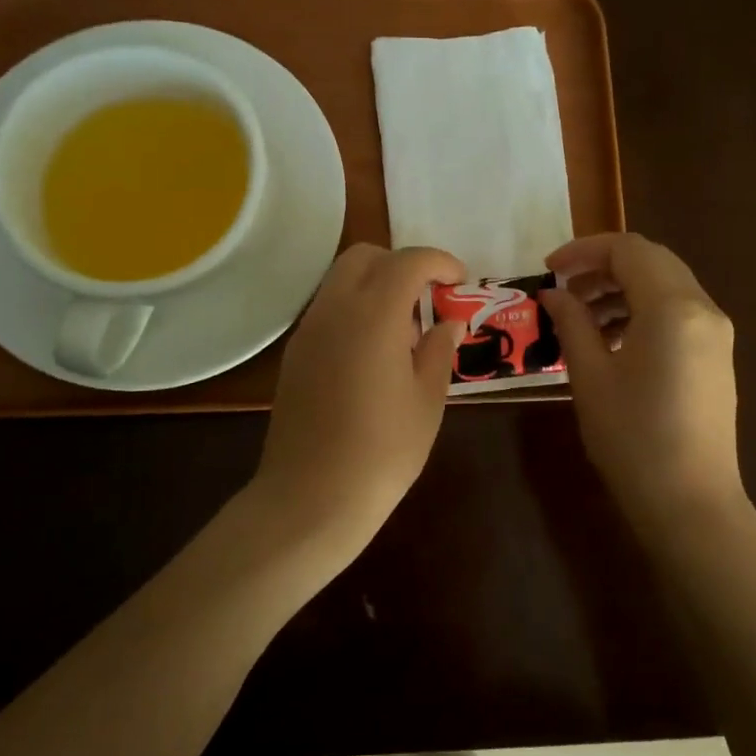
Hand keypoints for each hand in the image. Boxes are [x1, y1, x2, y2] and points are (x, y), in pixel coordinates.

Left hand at [256, 243, 465, 545]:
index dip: (439, 262)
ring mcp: (308, 331)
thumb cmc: (383, 451)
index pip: (407, 262)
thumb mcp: (427, 401)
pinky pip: (328, 310)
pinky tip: (375, 353)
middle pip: (364, 257)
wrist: (311, 497)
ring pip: (341, 280)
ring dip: (376, 285)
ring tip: (405, 330)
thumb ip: (439, 351)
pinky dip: (355, 309)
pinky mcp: (295, 354)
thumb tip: (448, 323)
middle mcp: (334, 310)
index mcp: (373, 316)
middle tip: (429, 297)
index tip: (460, 280)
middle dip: (401, 264)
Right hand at [541, 233, 743, 531]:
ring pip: (666, 286)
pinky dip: (643, 311)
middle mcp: (703, 309)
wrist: (690, 502)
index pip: (628, 250)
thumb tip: (553, 294)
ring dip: (623, 289)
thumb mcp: (591, 376)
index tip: (548, 270)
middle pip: (652, 261)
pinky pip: (678, 313)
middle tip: (563, 291)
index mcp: (673, 307)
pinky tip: (612, 340)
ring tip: (582, 318)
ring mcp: (716, 333)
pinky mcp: (716, 357)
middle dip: (603, 267)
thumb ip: (572, 323)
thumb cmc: (632, 438)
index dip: (583, 251)